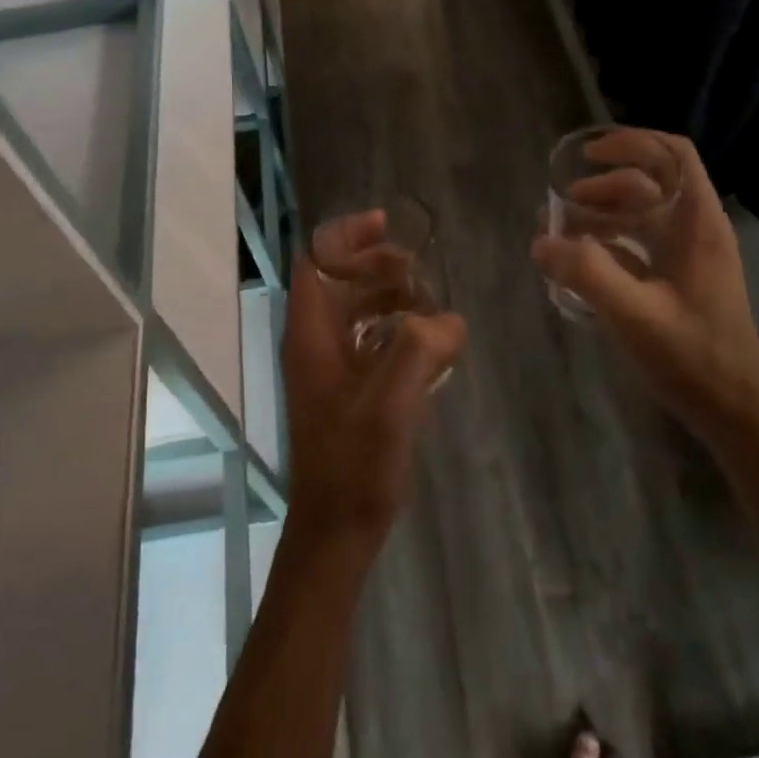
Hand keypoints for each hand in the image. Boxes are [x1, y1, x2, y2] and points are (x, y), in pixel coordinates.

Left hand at [282, 211, 466, 553]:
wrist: (336, 530)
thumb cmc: (354, 465)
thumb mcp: (390, 405)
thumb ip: (419, 352)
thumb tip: (448, 319)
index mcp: (310, 335)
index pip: (316, 262)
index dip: (345, 237)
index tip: (385, 227)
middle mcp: (313, 343)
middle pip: (335, 280)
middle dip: (373, 263)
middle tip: (416, 267)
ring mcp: (327, 368)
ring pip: (352, 309)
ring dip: (385, 294)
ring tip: (426, 298)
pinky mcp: (344, 390)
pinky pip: (366, 339)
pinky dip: (392, 327)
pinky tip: (425, 340)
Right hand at [532, 130, 758, 441]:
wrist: (734, 411)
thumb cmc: (693, 357)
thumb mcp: (635, 314)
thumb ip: (587, 273)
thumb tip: (541, 240)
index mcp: (697, 223)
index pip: (673, 155)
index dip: (631, 143)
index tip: (587, 155)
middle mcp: (695, 229)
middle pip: (650, 182)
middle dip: (602, 185)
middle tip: (561, 206)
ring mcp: (688, 256)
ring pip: (642, 213)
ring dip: (601, 213)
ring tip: (561, 232)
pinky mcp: (678, 280)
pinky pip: (639, 243)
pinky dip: (607, 242)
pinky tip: (579, 262)